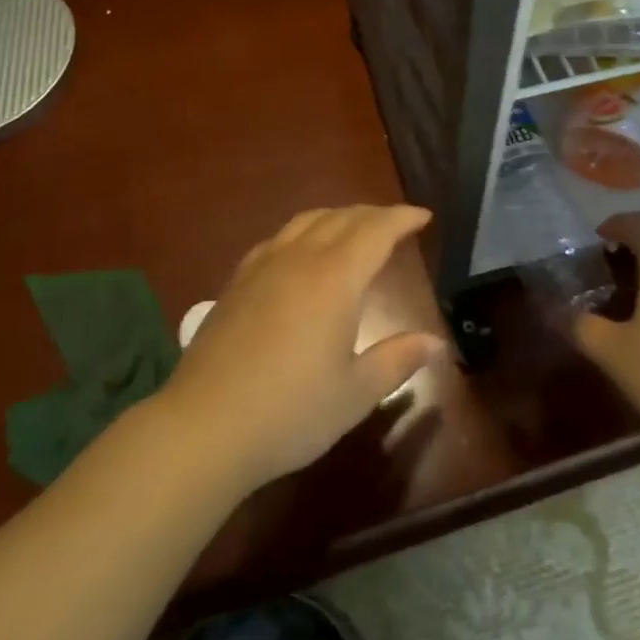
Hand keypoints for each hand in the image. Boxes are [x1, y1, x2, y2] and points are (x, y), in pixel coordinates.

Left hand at [158, 206, 445, 492]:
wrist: (205, 425)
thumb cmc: (291, 412)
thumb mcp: (355, 394)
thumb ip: (396, 360)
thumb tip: (435, 342)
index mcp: (335, 278)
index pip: (376, 231)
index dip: (402, 218)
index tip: (423, 216)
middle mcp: (300, 258)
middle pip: (342, 218)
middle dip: (373, 214)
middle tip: (396, 223)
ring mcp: (264, 265)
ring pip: (307, 220)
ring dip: (338, 216)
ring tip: (355, 228)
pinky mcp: (238, 280)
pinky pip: (279, 237)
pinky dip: (304, 230)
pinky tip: (302, 251)